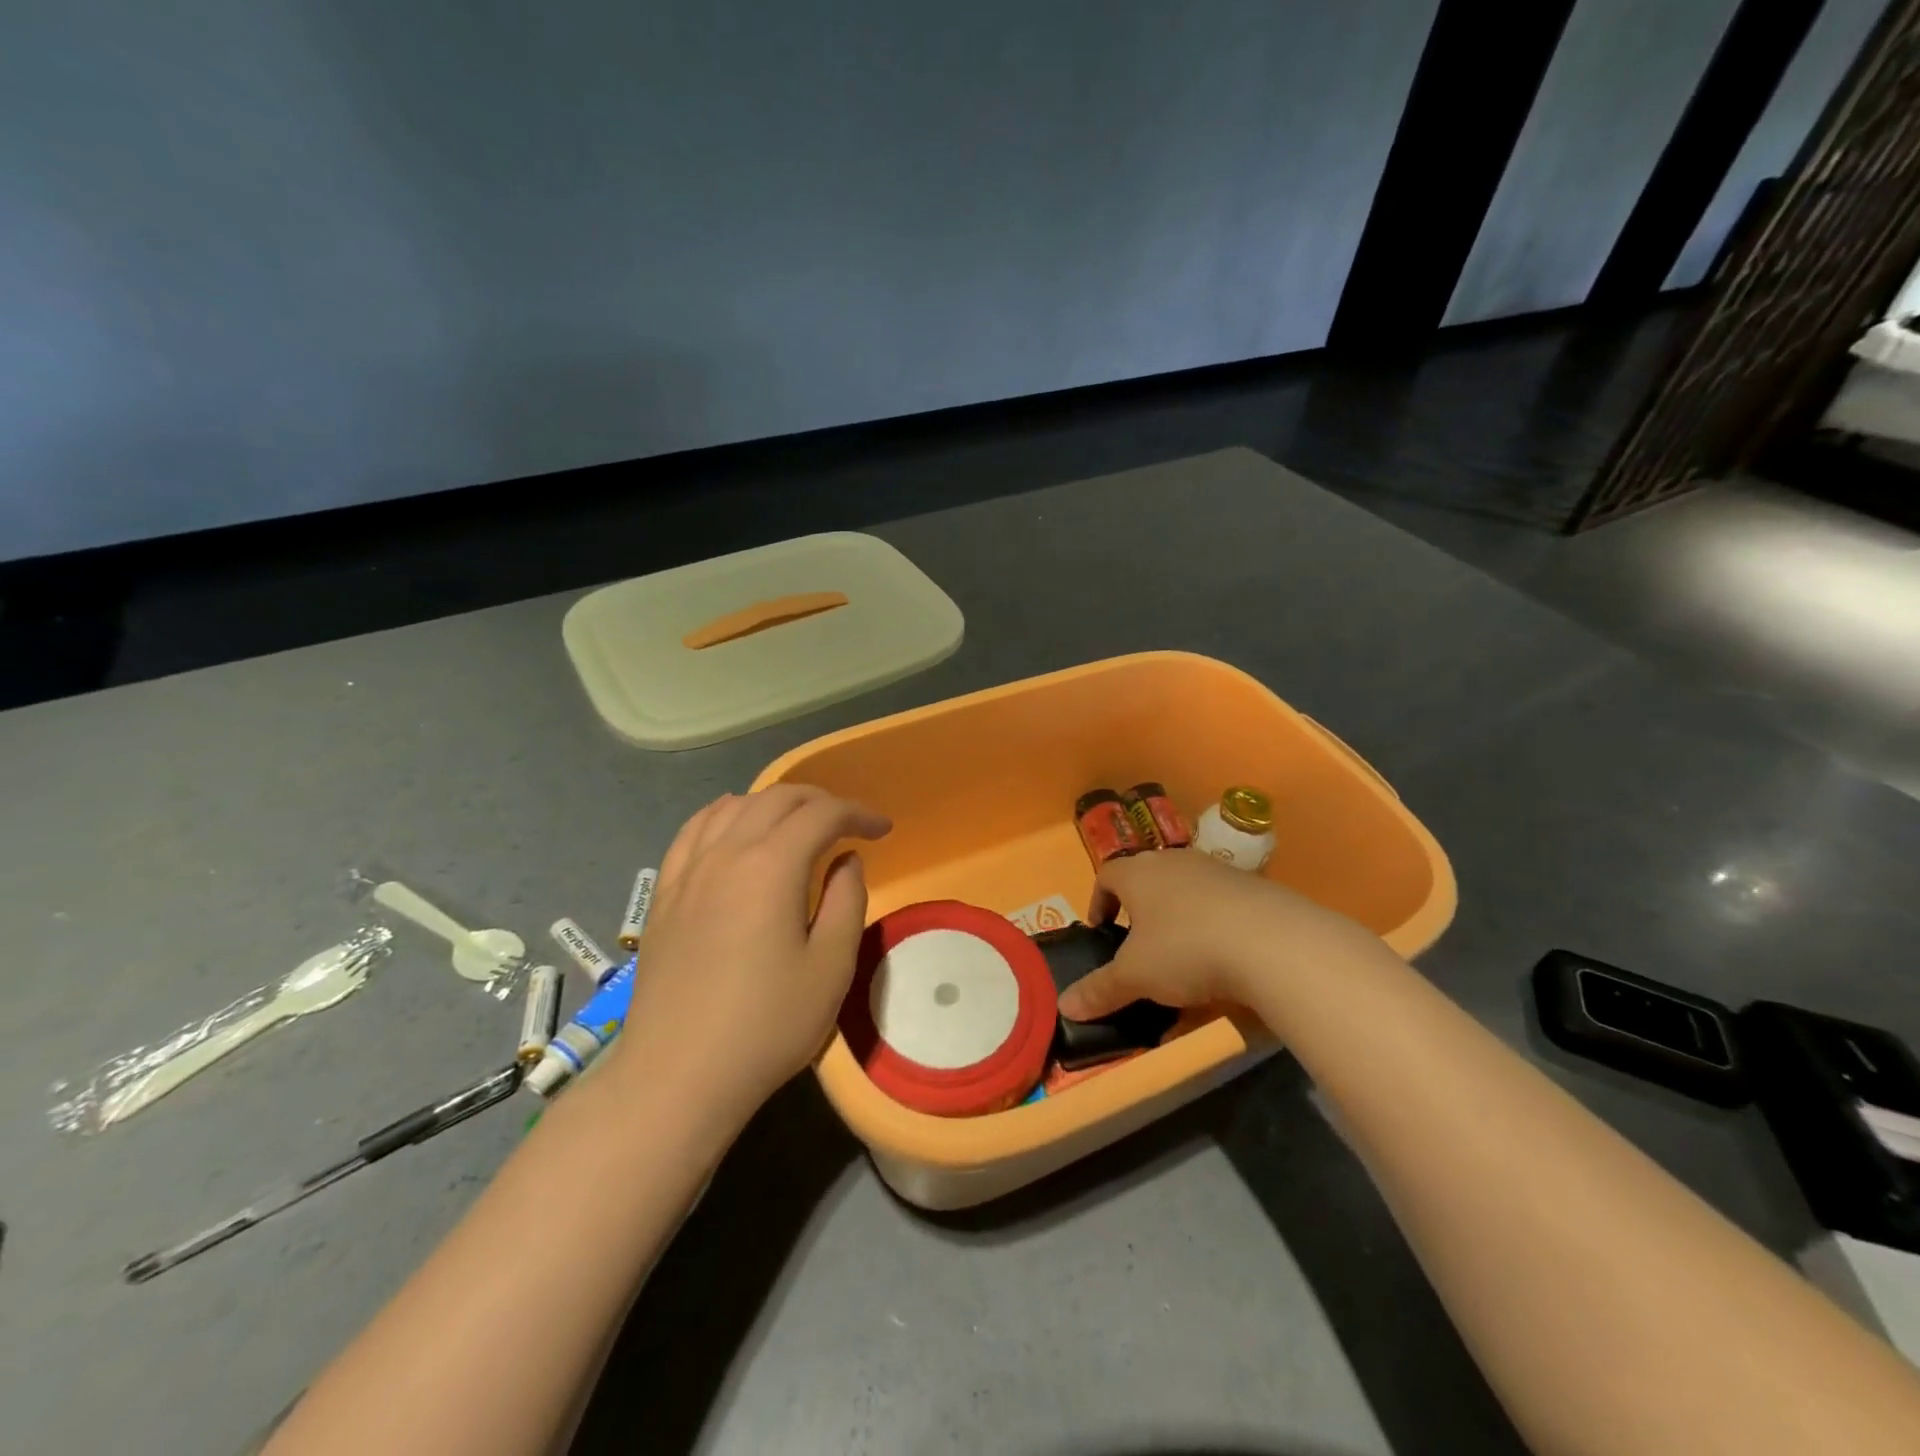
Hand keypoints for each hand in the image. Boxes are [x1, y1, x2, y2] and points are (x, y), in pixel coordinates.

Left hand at [614, 786, 889, 1127]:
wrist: (678, 1076)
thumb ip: (846, 900)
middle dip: (820, 801)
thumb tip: (846, 860)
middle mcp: (726, 853)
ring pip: (733, 806)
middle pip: (776, 799)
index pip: (821, 814)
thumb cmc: (767, 1024)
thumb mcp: (831, 966)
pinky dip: (723, 814)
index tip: (883, 829)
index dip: (858, 813)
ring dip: (773, 803)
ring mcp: (688, 871)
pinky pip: (694, 830)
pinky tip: (733, 824)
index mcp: (771, 866)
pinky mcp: (664, 894)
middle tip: (849, 823)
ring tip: (798, 823)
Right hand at [1057, 850, 1381, 1021]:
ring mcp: (1216, 871)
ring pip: (1185, 889)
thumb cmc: (1185, 949)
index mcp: (1138, 873)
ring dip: (1177, 916)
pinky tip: (1221, 958)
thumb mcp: (1135, 976)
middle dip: (1139, 909)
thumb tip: (1064, 1006)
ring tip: (1180, 955)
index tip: (1101, 929)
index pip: (1107, 874)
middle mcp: (1174, 861)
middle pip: (1147, 878)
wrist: (1271, 942)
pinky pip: (1219, 903)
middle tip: (1138, 944)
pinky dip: (1212, 925)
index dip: (1099, 900)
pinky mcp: (1252, 887)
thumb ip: (1099, 990)